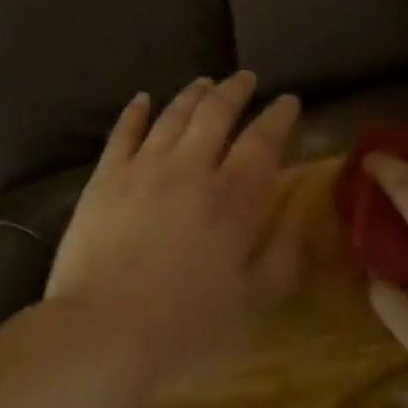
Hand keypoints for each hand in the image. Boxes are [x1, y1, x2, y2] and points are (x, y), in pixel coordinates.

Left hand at [45, 72, 302, 401]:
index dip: (278, 117)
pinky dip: (136, 111)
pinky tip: (143, 98)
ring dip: (192, 95)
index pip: (262, 142)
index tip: (288, 100)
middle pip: (216, 113)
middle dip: (235, 91)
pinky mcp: (107, 174)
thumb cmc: (186, 327)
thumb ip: (284, 256)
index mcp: (231, 198)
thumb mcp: (253, 305)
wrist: (104, 328)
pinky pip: (124, 131)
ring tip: (205, 82)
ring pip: (173, 114)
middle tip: (246, 78)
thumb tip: (303, 216)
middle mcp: (189, 167)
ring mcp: (143, 165)